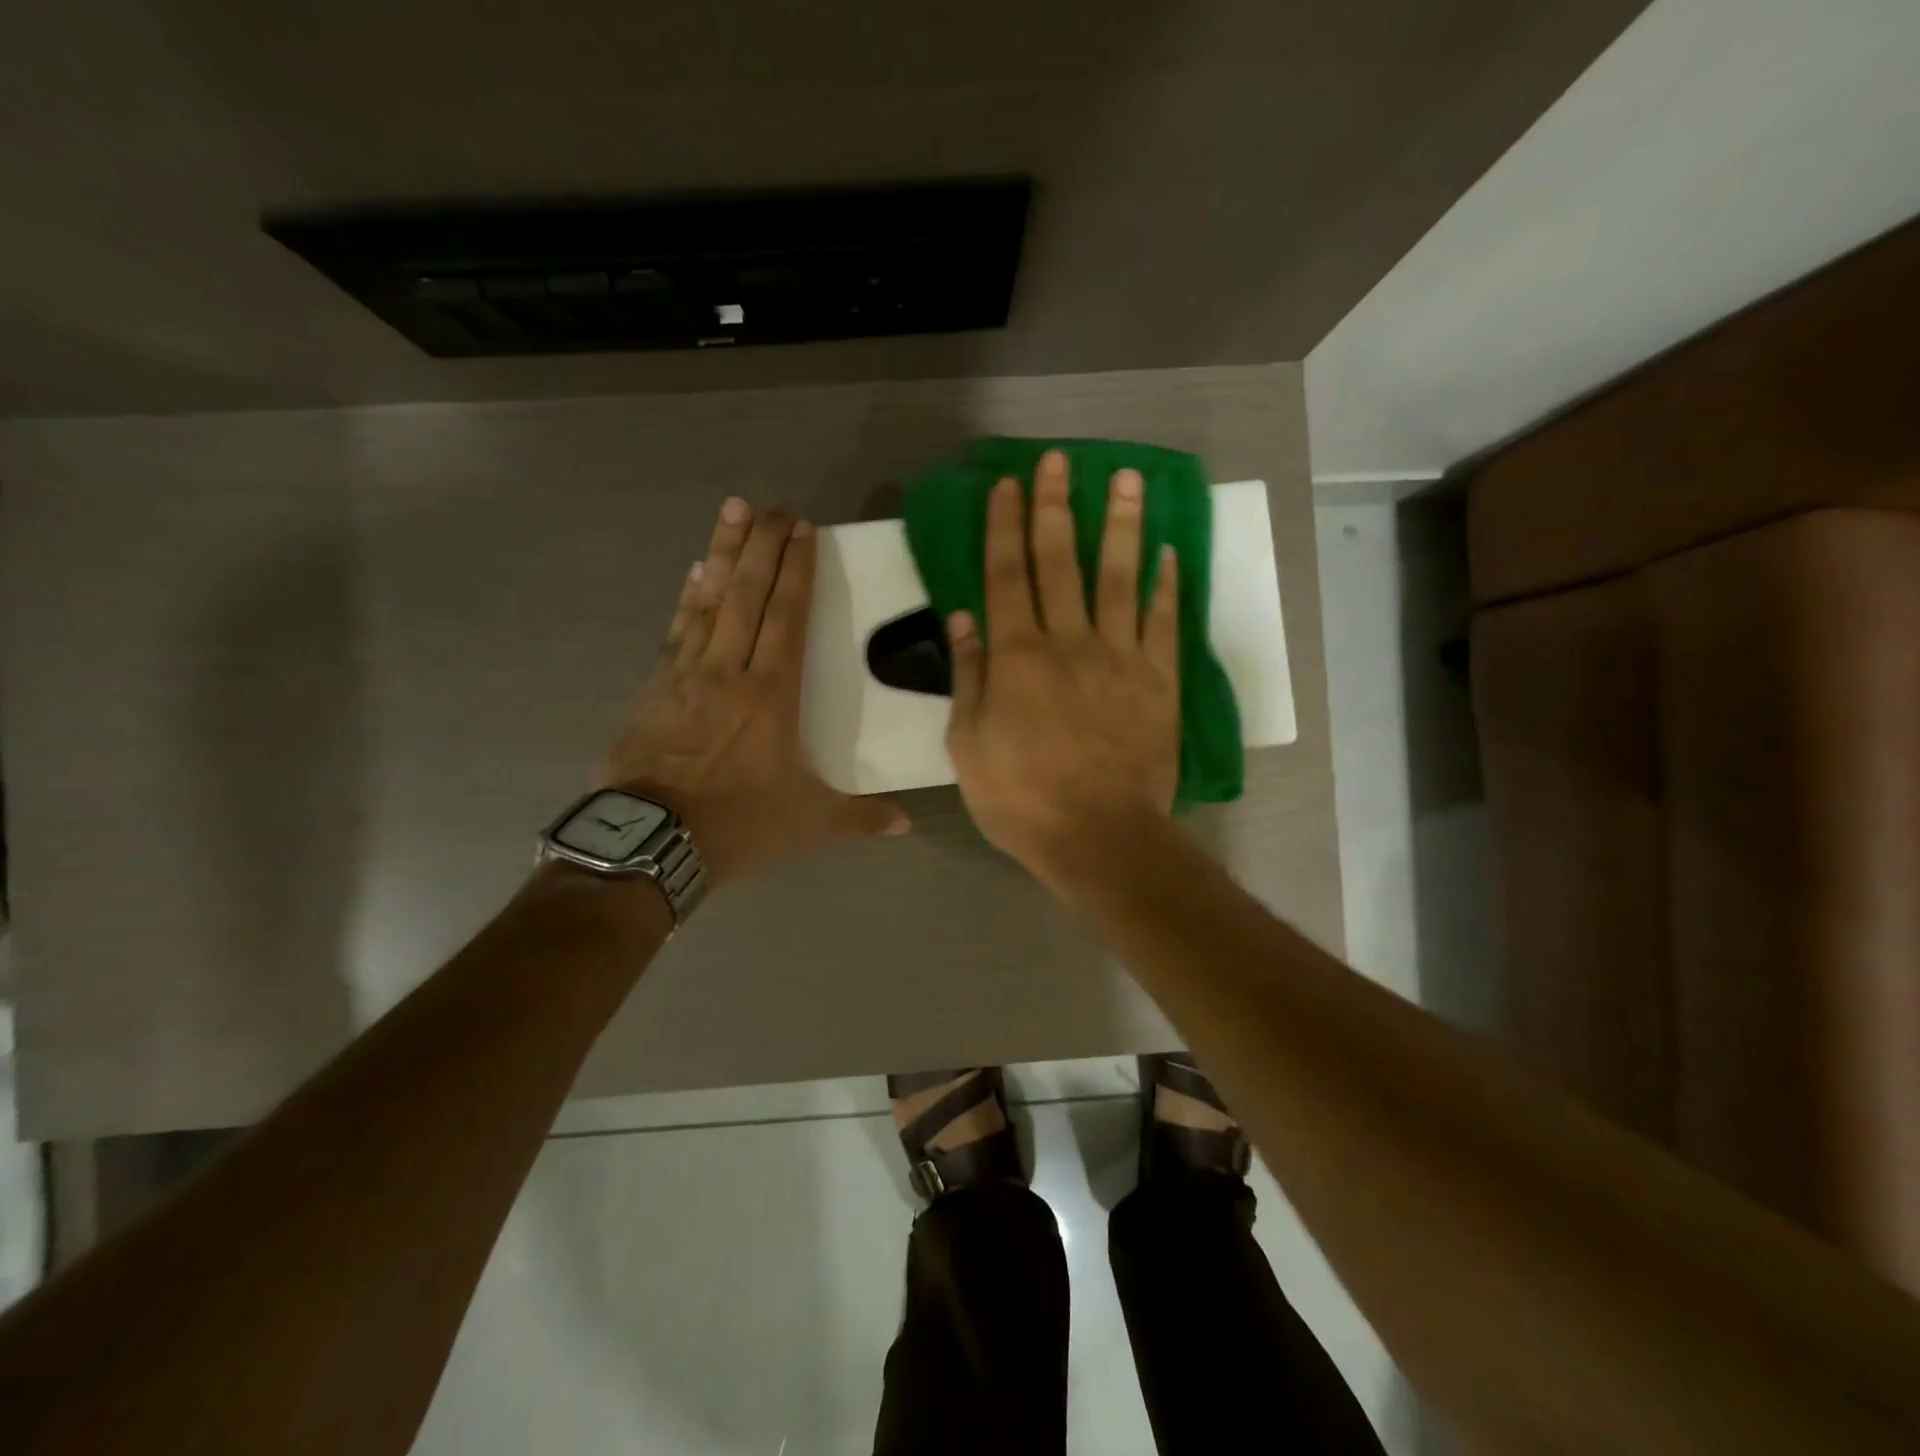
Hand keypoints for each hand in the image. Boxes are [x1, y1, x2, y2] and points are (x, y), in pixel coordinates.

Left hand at [607, 498, 909, 886]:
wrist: (650, 842)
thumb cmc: (737, 824)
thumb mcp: (808, 823)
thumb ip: (859, 817)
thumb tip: (906, 824)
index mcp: (772, 694)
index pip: (787, 615)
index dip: (796, 569)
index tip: (803, 529)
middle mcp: (730, 670)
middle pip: (748, 594)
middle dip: (762, 545)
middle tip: (773, 505)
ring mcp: (687, 674)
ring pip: (710, 600)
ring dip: (724, 553)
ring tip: (733, 510)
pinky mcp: (656, 687)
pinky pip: (677, 629)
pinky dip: (688, 597)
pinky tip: (695, 572)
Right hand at [945, 450, 1180, 888]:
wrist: (1100, 836)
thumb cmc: (1022, 799)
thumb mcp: (968, 747)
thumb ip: (968, 678)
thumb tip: (963, 618)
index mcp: (1016, 658)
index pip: (1006, 575)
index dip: (1005, 526)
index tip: (1008, 484)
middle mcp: (1069, 643)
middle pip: (1060, 562)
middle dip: (1057, 507)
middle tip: (1060, 460)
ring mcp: (1120, 658)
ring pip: (1120, 578)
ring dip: (1121, 526)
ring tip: (1127, 480)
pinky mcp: (1160, 681)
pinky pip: (1163, 622)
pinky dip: (1166, 586)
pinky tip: (1168, 552)